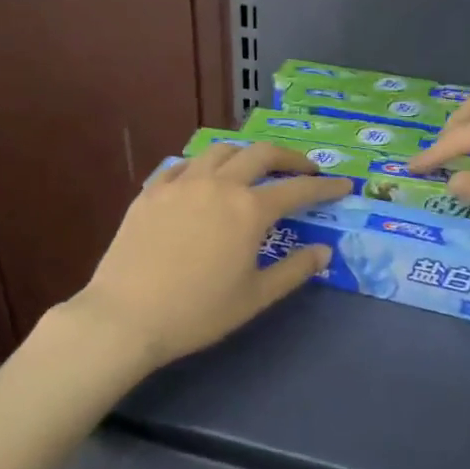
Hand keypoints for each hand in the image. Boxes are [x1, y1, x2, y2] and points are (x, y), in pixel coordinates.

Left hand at [71, 141, 349, 368]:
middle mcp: (218, 184)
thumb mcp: (256, 297)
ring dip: (246, 155)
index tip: (344, 185)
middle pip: (261, 154)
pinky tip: (204, 181)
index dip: (325, 186)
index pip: (298, 189)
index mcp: (249, 209)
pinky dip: (204, 167)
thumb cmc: (198, 312)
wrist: (126, 317)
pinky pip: (184, 165)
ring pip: (220, 151)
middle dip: (290, 157)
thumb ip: (294, 270)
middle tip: (304, 169)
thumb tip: (323, 251)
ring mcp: (181, 183)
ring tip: (254, 169)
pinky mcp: (151, 192)